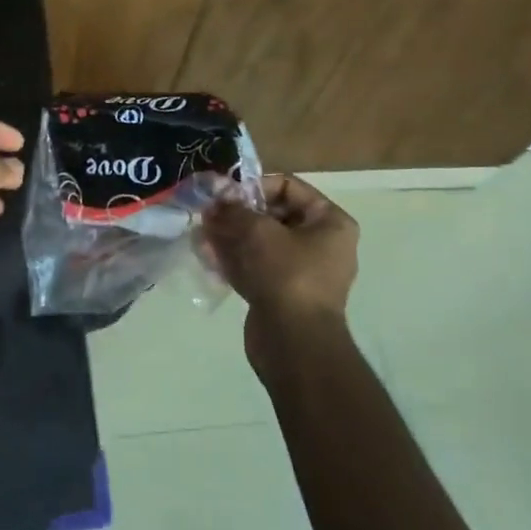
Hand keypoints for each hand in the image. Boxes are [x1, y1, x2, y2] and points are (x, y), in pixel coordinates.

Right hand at [205, 173, 359, 340]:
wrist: (294, 342)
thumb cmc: (286, 275)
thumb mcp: (258, 232)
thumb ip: (234, 210)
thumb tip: (215, 202)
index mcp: (330, 222)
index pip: (289, 187)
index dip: (254, 187)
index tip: (226, 196)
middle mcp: (321, 244)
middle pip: (273, 215)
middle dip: (237, 214)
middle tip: (208, 214)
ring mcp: (301, 272)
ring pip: (260, 243)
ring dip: (230, 236)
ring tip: (201, 234)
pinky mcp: (282, 294)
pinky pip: (256, 267)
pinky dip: (233, 260)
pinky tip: (206, 256)